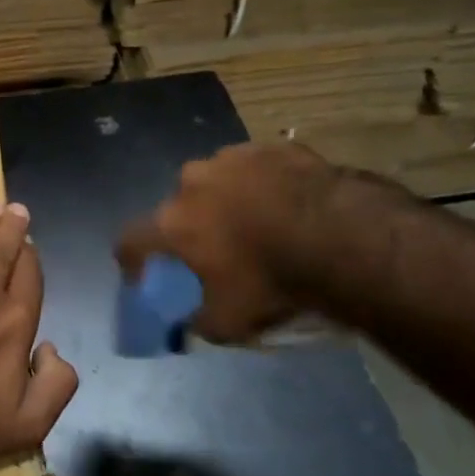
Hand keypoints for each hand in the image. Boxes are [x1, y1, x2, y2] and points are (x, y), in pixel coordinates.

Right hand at [116, 141, 344, 342]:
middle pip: (178, 205)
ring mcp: (234, 159)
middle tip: (214, 247)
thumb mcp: (231, 322)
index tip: (141, 275)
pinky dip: (263, 185)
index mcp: (173, 223)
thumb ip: (199, 325)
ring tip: (255, 221)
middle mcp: (193, 183)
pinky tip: (286, 204)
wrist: (343, 237)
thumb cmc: (273, 281)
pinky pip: (257, 168)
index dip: (131, 259)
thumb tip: (187, 327)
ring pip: (217, 180)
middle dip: (190, 225)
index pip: (131, 239)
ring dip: (225, 199)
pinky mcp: (274, 148)